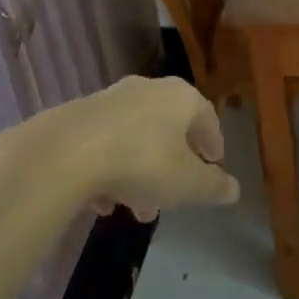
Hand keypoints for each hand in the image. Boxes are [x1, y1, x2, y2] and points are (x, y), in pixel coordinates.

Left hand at [0, 75, 239, 221]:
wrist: (65, 152)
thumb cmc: (142, 161)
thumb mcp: (187, 184)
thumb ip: (213, 186)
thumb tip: (234, 188)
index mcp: (180, 97)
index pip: (206, 116)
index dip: (213, 143)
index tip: (214, 165)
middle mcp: (147, 89)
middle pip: (168, 128)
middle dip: (173, 167)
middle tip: (173, 198)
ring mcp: (110, 100)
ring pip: (135, 138)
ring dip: (140, 172)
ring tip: (135, 209)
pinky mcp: (77, 115)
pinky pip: (104, 143)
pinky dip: (110, 169)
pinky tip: (103, 201)